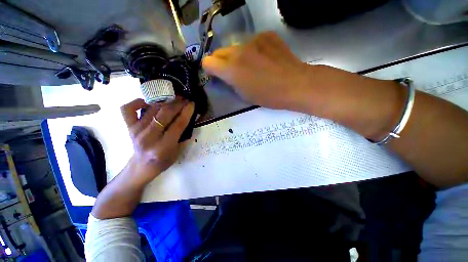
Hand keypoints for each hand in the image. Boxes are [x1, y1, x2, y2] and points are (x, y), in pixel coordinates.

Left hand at [120, 98, 194, 185]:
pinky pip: (129, 109)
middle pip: (165, 114)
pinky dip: (137, 102)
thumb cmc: (163, 160)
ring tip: (173, 97)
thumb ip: (184, 135)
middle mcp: (149, 137)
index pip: (178, 124)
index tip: (192, 103)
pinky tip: (148, 101)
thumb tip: (190, 118)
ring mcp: (136, 131)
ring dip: (164, 100)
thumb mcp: (178, 151)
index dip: (186, 112)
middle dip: (177, 104)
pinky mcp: (129, 127)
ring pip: (151, 109)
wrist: (141, 166)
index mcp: (163, 146)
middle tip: (184, 98)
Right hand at [202, 31, 308, 109]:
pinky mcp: (266, 35)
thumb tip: (225, 75)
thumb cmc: (268, 96)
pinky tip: (264, 59)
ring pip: (236, 47)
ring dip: (238, 56)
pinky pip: (252, 42)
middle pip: (219, 52)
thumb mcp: (244, 95)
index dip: (210, 69)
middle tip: (232, 72)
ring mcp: (253, 40)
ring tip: (252, 66)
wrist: (295, 84)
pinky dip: (253, 50)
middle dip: (222, 62)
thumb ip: (230, 82)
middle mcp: (238, 51)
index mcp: (231, 69)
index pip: (208, 62)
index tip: (216, 75)